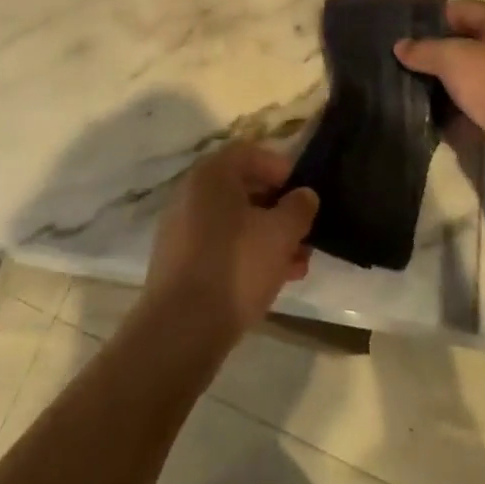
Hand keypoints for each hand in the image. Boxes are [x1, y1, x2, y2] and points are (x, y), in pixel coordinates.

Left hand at [142, 141, 318, 345]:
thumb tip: (304, 195)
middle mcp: (191, 191)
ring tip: (297, 265)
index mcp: (212, 173)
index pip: (252, 153)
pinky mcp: (178, 259)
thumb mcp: (280, 234)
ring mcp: (181, 226)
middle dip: (279, 210)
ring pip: (234, 221)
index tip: (305, 195)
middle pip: (243, 188)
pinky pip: (219, 243)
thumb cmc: (236, 267)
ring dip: (267, 236)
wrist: (181, 329)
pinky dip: (245, 252)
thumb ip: (298, 208)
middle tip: (305, 234)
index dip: (282, 169)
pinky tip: (271, 279)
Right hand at [395, 0, 484, 156]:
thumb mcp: (451, 58)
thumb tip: (400, 46)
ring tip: (413, 89)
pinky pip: (479, 103)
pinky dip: (459, 109)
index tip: (404, 32)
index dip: (431, 18)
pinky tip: (434, 116)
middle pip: (466, 42)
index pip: (461, 9)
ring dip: (446, 83)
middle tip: (405, 62)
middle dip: (437, 53)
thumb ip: (423, 49)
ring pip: (472, 75)